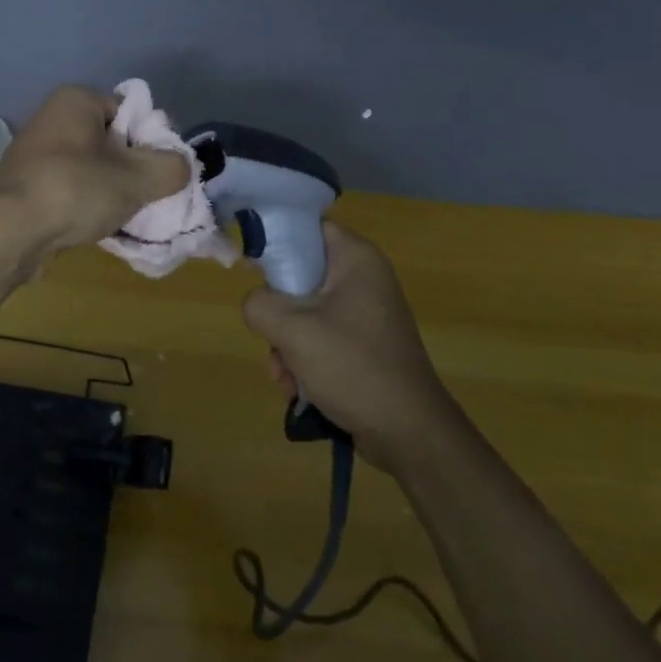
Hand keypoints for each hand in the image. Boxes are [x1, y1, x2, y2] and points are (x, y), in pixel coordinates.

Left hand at [0, 87, 188, 255]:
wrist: (9, 233)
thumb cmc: (75, 190)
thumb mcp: (138, 178)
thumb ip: (171, 168)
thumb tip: (181, 167)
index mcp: (76, 100)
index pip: (130, 112)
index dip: (151, 142)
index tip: (158, 172)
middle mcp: (52, 118)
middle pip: (112, 142)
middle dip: (131, 170)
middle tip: (145, 196)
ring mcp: (35, 153)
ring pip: (92, 168)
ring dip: (110, 191)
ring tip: (122, 215)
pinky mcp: (27, 185)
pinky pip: (70, 189)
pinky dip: (86, 204)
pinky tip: (96, 226)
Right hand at [243, 221, 455, 470]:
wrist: (408, 434)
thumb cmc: (353, 366)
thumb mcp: (293, 330)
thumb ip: (259, 304)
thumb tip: (257, 304)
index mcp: (356, 259)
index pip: (307, 228)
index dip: (276, 241)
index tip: (252, 269)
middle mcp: (363, 279)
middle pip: (300, 275)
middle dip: (277, 310)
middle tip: (270, 334)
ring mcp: (365, 314)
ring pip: (305, 312)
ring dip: (285, 343)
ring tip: (284, 373)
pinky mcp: (363, 346)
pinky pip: (320, 338)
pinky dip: (303, 359)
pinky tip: (297, 387)